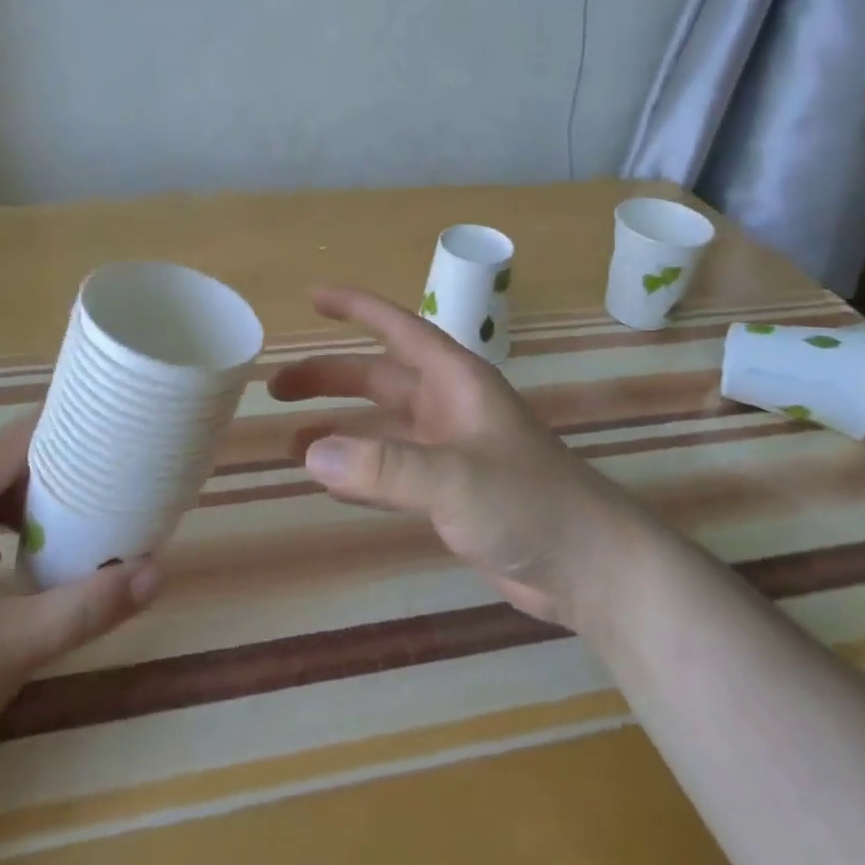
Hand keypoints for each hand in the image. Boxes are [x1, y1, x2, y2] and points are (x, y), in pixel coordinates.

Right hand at [269, 286, 654, 628]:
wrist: (588, 566)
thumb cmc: (529, 503)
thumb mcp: (455, 479)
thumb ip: (383, 467)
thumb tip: (309, 453)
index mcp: (456, 381)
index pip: (398, 329)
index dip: (357, 308)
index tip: (313, 298)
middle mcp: (449, 406)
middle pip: (379, 378)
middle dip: (329, 378)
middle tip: (275, 388)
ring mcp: (449, 449)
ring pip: (381, 426)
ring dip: (339, 428)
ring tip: (290, 441)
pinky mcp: (450, 491)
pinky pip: (391, 469)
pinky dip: (359, 470)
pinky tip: (329, 481)